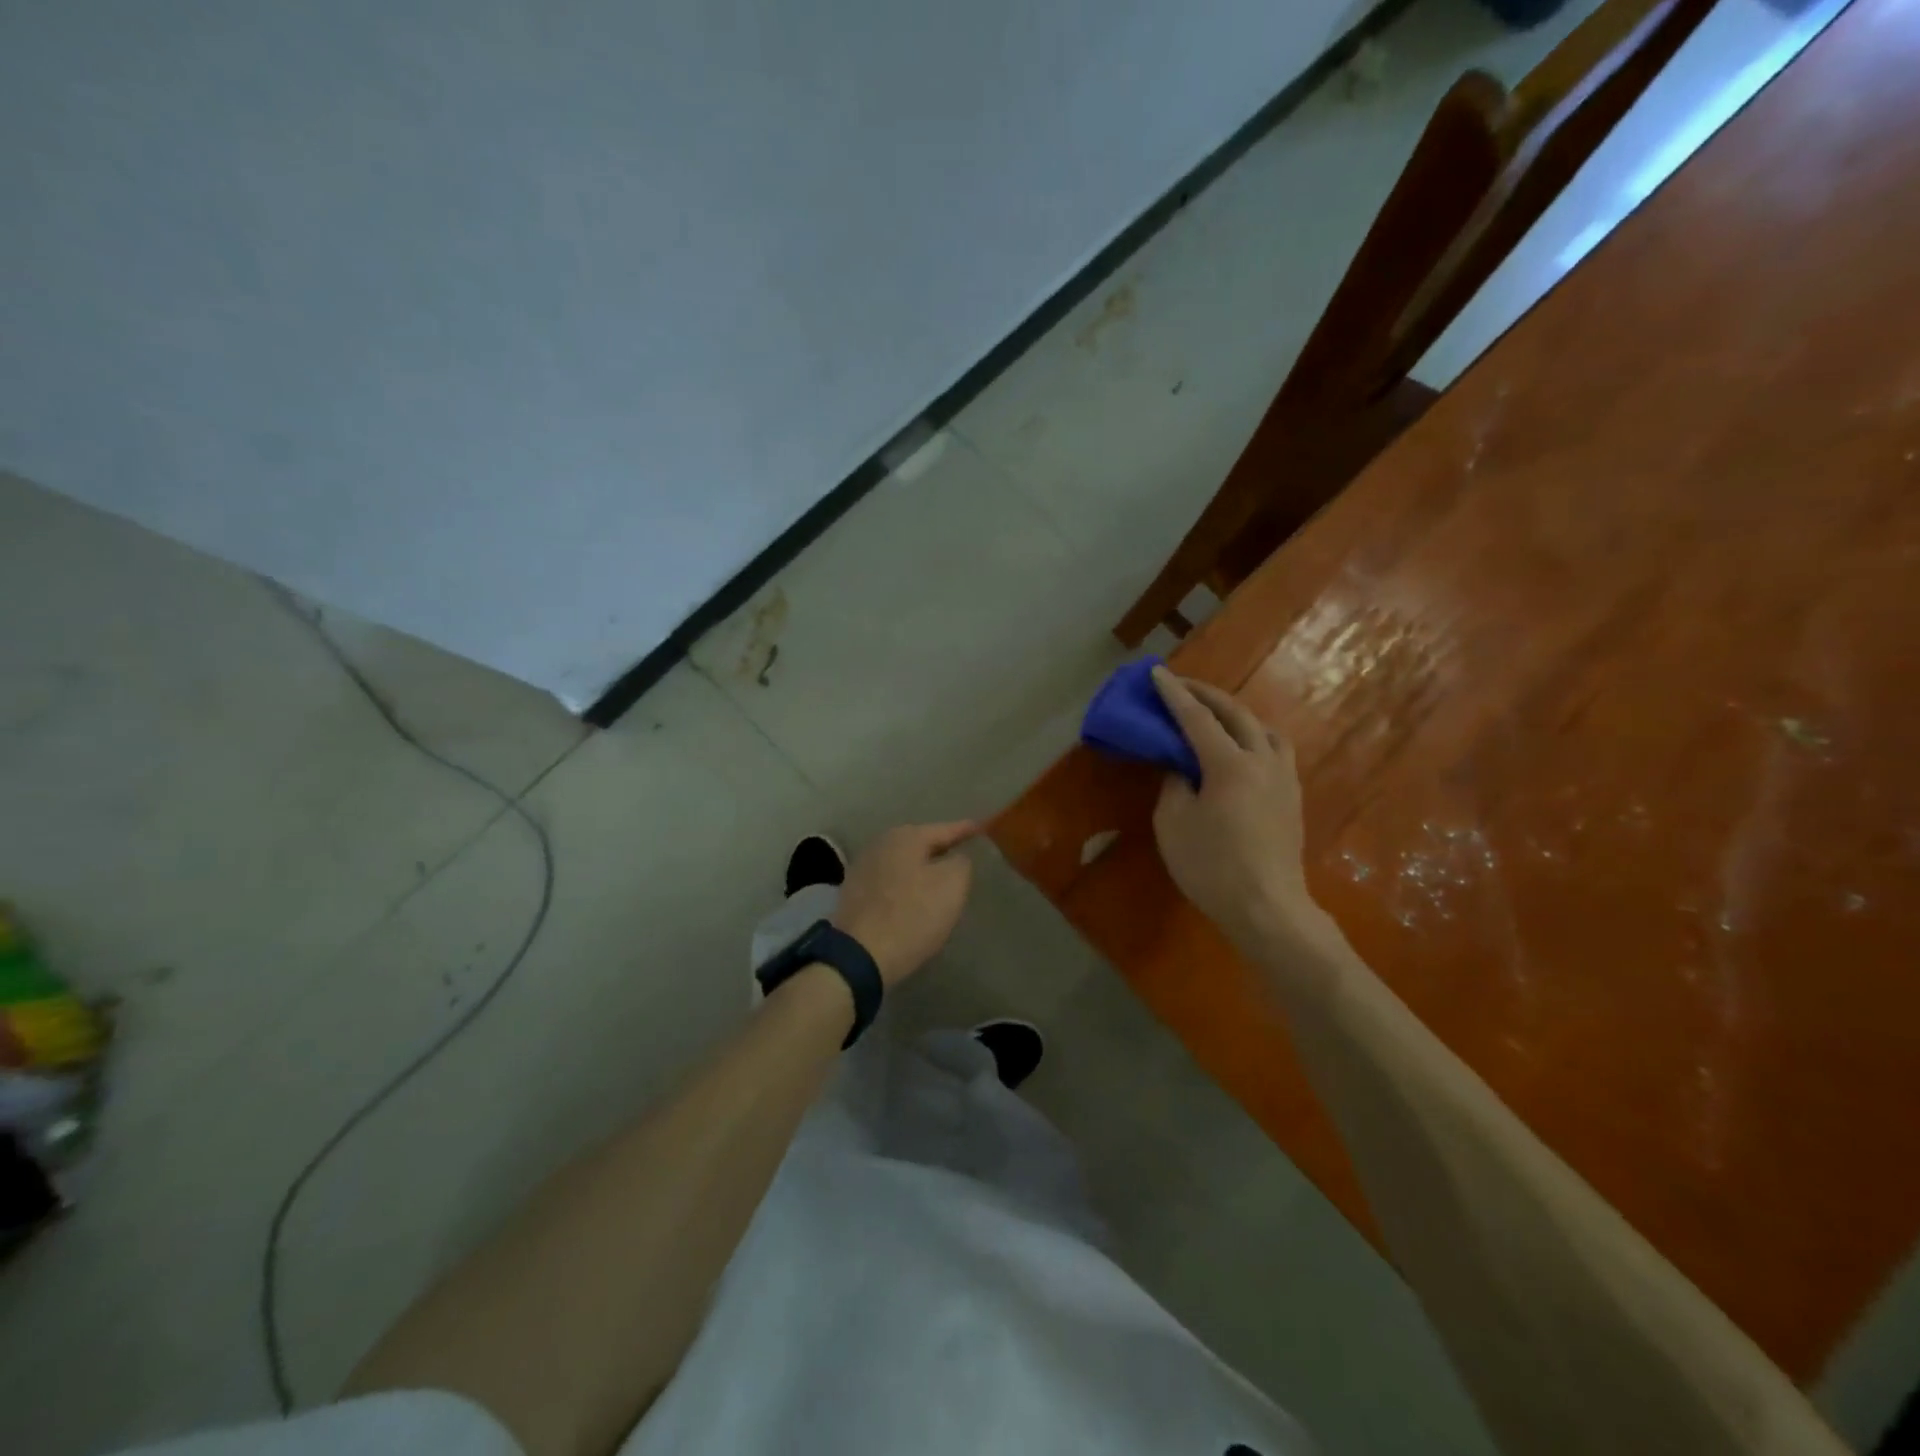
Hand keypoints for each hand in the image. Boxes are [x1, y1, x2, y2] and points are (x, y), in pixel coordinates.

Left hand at [831, 822, 977, 985]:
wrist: (859, 955)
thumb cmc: (912, 915)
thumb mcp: (952, 885)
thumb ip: (961, 863)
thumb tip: (957, 858)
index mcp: (906, 837)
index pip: (944, 829)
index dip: (965, 830)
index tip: (981, 828)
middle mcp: (881, 843)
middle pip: (920, 843)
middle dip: (941, 849)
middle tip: (963, 854)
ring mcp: (863, 867)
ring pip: (904, 862)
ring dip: (922, 868)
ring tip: (941, 877)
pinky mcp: (854, 893)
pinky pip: (890, 881)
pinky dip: (905, 885)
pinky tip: (914, 896)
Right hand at [1150, 668, 1343, 977]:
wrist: (1268, 908)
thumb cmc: (1212, 867)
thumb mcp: (1174, 824)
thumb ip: (1175, 785)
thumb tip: (1183, 769)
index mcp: (1229, 764)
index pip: (1196, 718)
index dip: (1173, 694)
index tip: (1156, 673)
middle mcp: (1262, 760)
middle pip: (1235, 713)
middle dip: (1205, 694)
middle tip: (1181, 685)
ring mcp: (1284, 777)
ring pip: (1264, 728)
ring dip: (1236, 713)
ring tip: (1215, 715)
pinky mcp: (1293, 796)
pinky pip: (1275, 749)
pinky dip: (1254, 736)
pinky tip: (1242, 749)